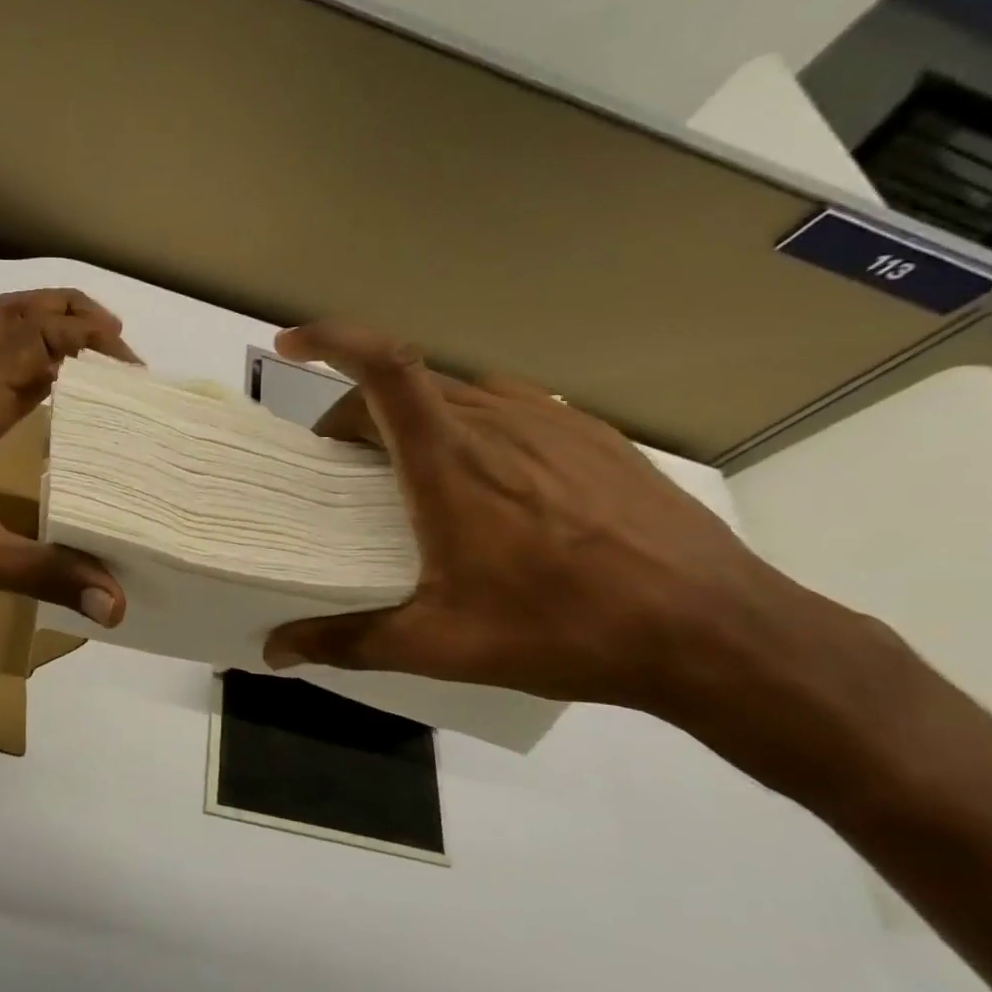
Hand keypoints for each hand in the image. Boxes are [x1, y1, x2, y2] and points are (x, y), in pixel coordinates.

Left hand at [0, 290, 133, 625]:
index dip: (83, 337)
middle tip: (118, 342)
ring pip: (4, 339)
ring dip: (52, 332)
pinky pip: (2, 376)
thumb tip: (114, 604)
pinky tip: (64, 398)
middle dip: (68, 312)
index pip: (30, 338)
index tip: (131, 366)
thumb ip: (45, 575)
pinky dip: (38, 369)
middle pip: (14, 316)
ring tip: (102, 359)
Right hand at [261, 321, 846, 722]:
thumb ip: (345, 642)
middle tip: (340, 465)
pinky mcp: (591, 434)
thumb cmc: (564, 629)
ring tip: (407, 473)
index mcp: (448, 459)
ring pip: (454, 394)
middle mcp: (495, 420)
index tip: (289, 346)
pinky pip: (506, 407)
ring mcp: (550, 420)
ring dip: (411, 418)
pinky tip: (485, 481)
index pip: (381, 366)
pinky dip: (467, 426)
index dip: (329, 340)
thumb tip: (275, 651)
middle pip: (404, 382)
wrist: (716, 631)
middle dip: (355, 410)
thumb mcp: (440, 646)